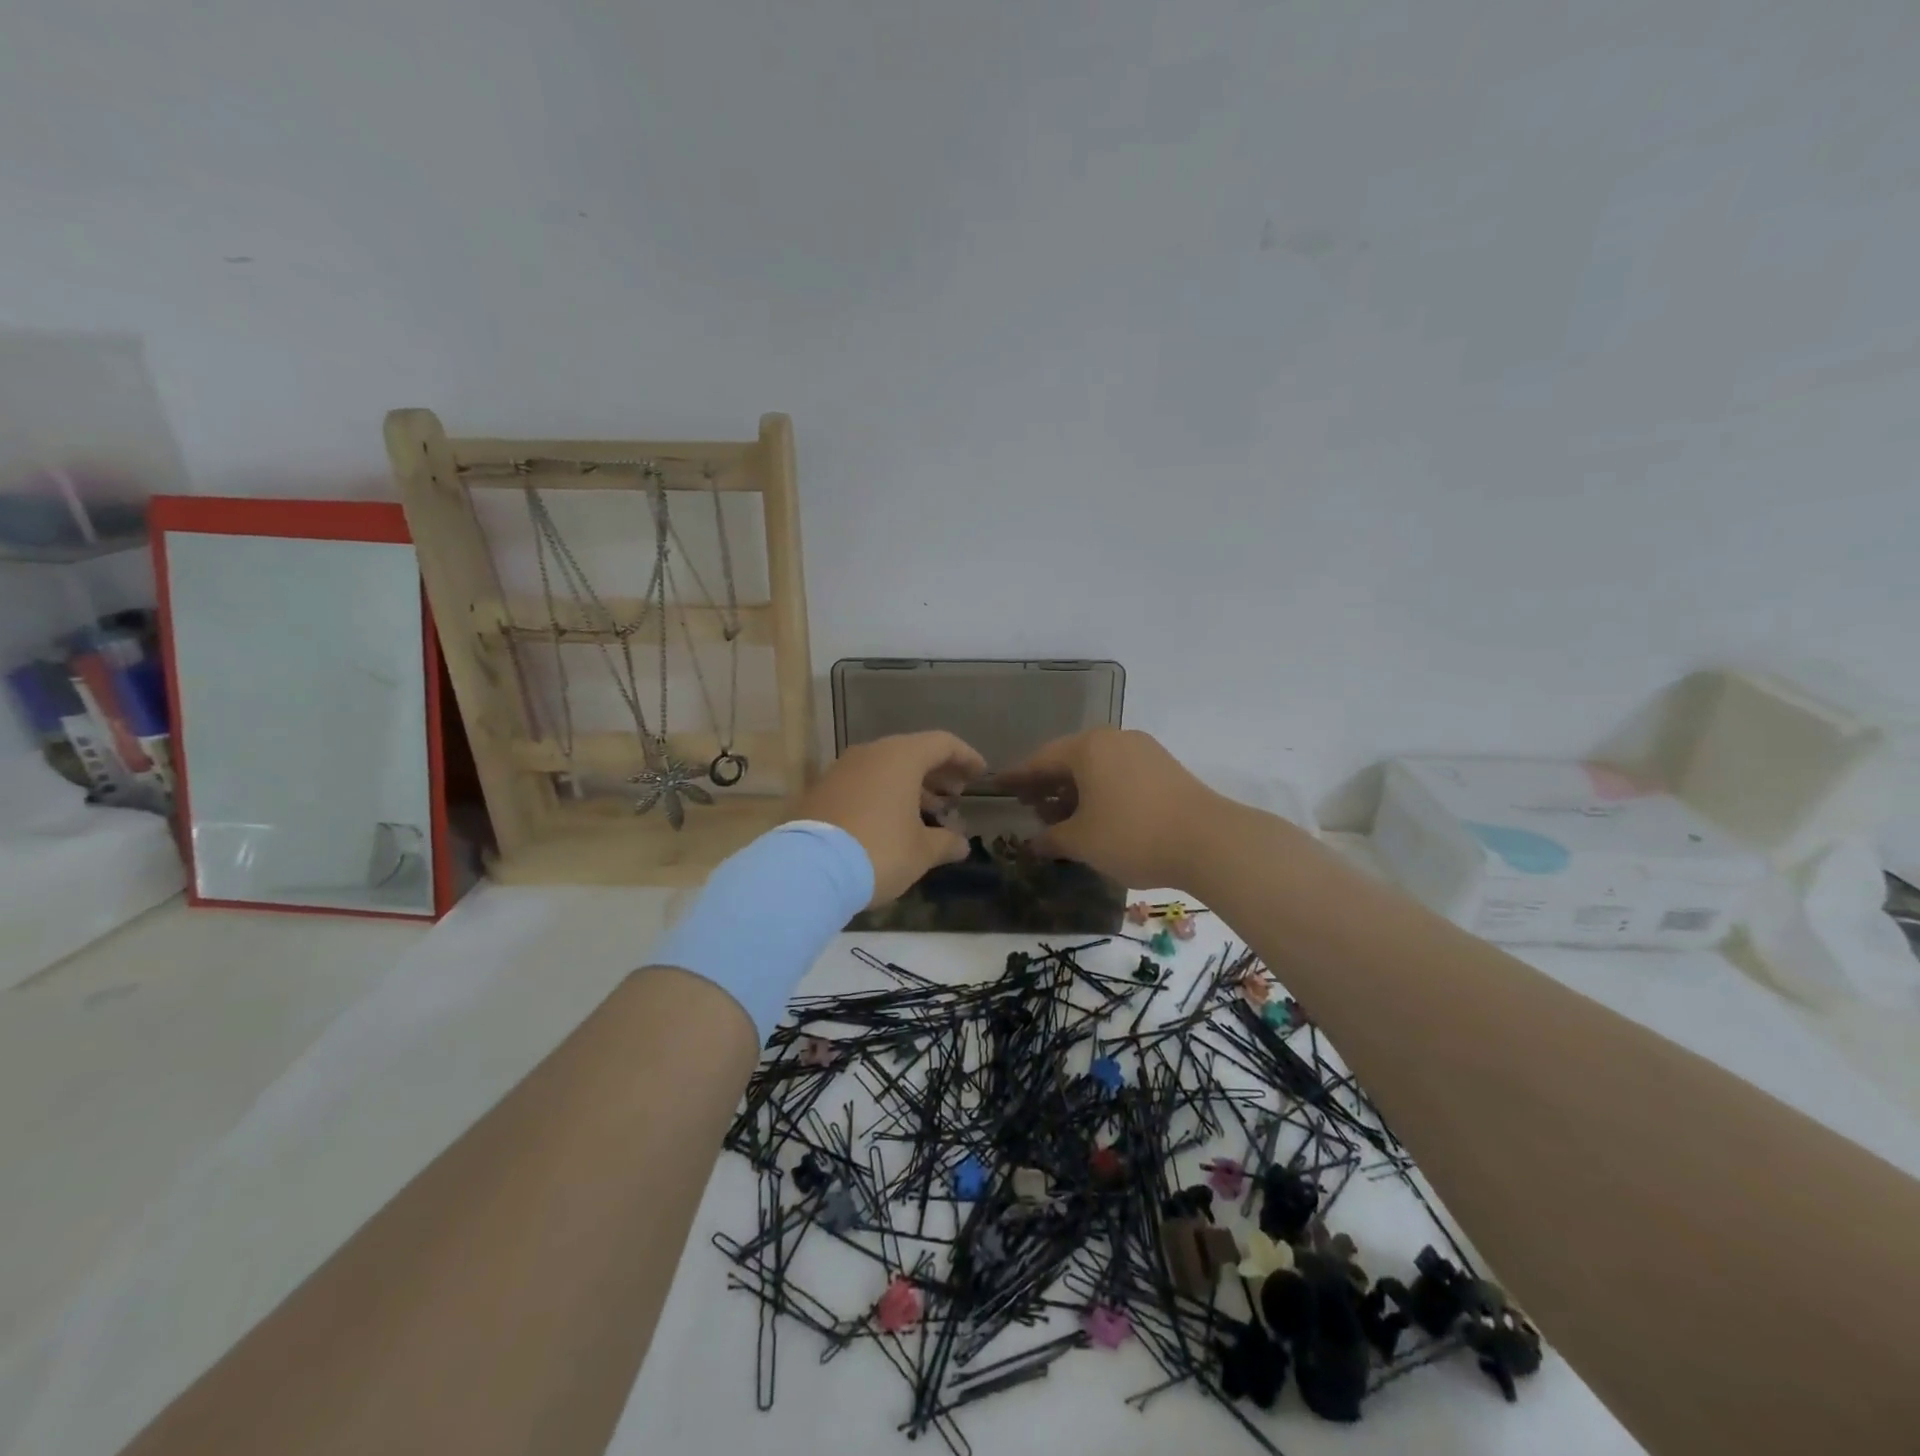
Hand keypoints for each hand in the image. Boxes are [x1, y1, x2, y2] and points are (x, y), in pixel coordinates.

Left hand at [790, 731, 986, 904]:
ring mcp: (840, 770)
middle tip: (956, 795)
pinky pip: (862, 783)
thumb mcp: (921, 852)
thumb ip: (946, 843)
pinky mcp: (820, 791)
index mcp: (900, 757)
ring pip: (885, 768)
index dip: (966, 757)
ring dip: (910, 786)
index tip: (980, 774)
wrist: (809, 869)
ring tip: (928, 812)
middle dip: (938, 773)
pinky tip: (891, 822)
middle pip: (912, 753)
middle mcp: (870, 754)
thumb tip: (961, 844)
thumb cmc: (879, 851)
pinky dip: (883, 795)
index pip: (942, 743)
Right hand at [994, 728, 1225, 889]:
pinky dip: (1100, 792)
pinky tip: (1096, 817)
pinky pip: (1119, 775)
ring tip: (1060, 819)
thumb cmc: (1132, 835)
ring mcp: (1143, 751)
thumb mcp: (1082, 842)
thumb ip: (1051, 839)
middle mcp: (1114, 739)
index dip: (1017, 777)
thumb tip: (1033, 843)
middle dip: (1046, 785)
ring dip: (1074, 792)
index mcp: (1088, 747)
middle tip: (1028, 808)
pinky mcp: (1164, 768)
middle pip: (1069, 760)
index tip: (998, 787)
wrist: (1209, 841)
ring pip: (1096, 768)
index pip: (1040, 760)